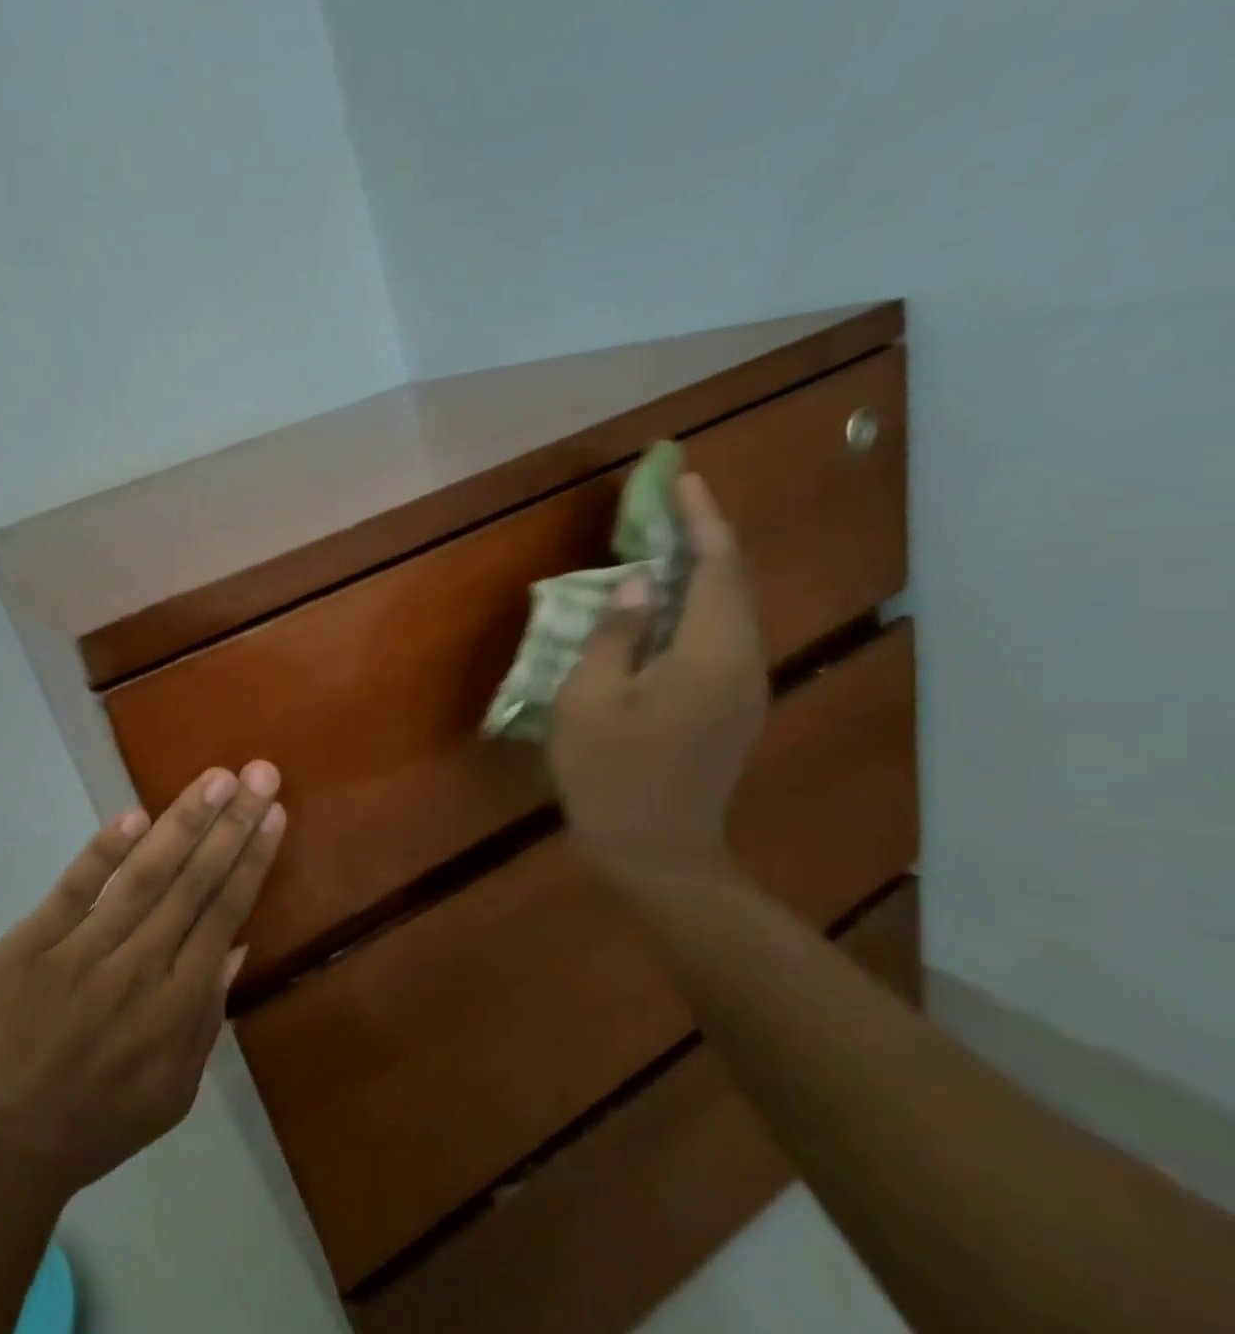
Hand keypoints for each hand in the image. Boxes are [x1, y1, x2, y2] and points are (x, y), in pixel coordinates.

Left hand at [0, 763, 284, 1198]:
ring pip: (144, 877)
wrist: (1, 1149)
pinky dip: (103, 853)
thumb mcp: (175, 1088)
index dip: (252, 859)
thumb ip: (209, 1014)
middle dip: (232, 823)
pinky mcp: (29, 946)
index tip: (273, 812)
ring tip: (216, 779)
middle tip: (260, 773)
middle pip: (194, 884)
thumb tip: (238, 942)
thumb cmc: (100, 1119)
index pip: (224, 913)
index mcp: (178, 1006)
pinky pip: (72, 891)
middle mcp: (139, 970)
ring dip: (184, 823)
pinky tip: (135, 817)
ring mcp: (81, 953)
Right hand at [547, 475, 767, 885]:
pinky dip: (699, 608)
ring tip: (665, 545)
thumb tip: (643, 582)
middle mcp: (742, 664)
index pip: (717, 568)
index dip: (701, 520)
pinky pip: (722, 638)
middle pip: (734, 584)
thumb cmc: (612, 775)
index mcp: (710, 656)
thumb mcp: (590, 699)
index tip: (684, 480)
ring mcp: (743, 689)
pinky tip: (667, 606)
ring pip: (731, 611)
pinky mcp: (731, 708)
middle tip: (669, 506)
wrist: (657, 853)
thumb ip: (617, 632)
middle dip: (706, 538)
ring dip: (703, 572)